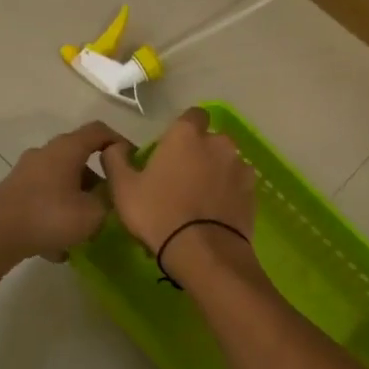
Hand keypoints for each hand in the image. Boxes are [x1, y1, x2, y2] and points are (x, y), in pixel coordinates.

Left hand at [0, 121, 131, 264]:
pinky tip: (58, 248)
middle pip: (79, 158)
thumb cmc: (49, 217)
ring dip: (77, 201)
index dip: (120, 143)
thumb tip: (110, 197)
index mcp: (67, 149)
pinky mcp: (12, 194)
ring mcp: (25, 173)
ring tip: (87, 230)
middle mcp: (45, 154)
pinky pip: (44, 200)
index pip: (99, 131)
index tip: (132, 164)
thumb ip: (109, 202)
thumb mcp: (93, 214)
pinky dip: (56, 216)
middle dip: (98, 180)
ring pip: (61, 182)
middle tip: (112, 201)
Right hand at [101, 108, 256, 283]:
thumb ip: (116, 160)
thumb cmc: (158, 214)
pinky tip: (216, 214)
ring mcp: (240, 167)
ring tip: (200, 201)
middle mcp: (218, 143)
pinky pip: (238, 185)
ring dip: (216, 173)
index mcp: (186, 134)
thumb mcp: (123, 188)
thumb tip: (115, 146)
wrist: (204, 252)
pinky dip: (229, 193)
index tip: (171, 150)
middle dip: (200, 153)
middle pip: (210, 140)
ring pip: (226, 163)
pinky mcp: (253, 192)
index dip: (183, 130)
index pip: (192, 115)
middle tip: (182, 179)